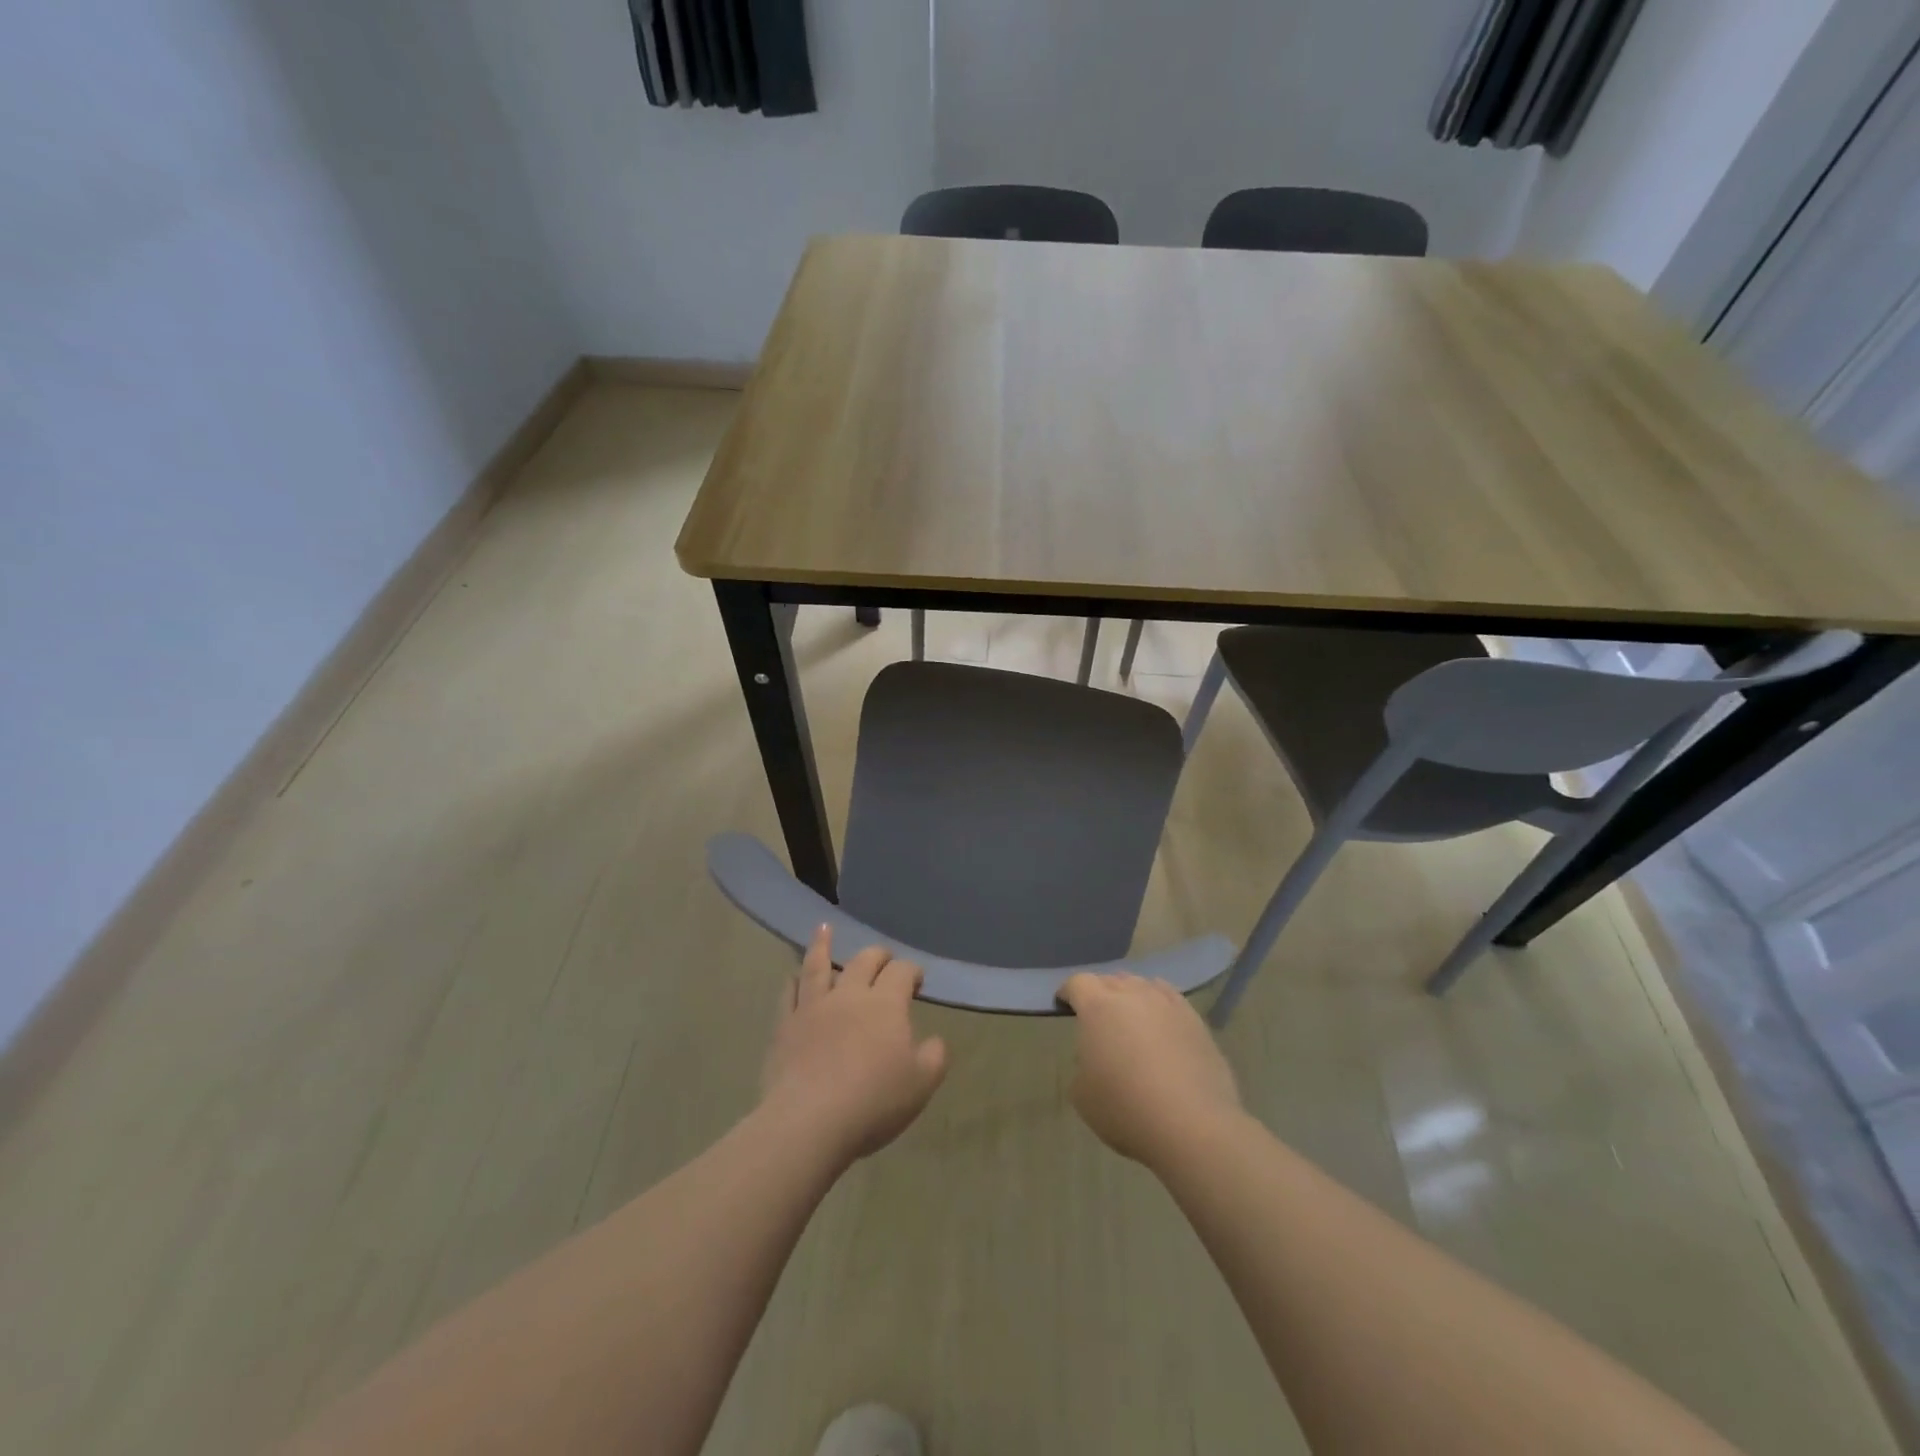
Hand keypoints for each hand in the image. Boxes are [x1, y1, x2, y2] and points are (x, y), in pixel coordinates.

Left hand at [760, 926, 948, 1164]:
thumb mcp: (922, 1083)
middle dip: (878, 955)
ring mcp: (813, 1007)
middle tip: (884, 959)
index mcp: (886, 1003)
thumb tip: (935, 1040)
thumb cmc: (873, 1102)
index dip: (912, 971)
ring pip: (818, 966)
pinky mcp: (785, 1026)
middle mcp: (849, 995)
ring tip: (824, 927)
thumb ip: (935, 1056)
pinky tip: (792, 976)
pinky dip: (793, 981)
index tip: (917, 981)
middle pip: (864, 961)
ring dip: (823, 945)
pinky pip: (789, 994)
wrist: (809, 1122)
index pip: (902, 971)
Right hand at [1058, 972, 1242, 1167]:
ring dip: (1130, 995)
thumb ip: (1082, 1065)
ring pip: (1142, 985)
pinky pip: (1170, 998)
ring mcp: (1167, 1004)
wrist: (1193, 1126)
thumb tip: (1097, 1057)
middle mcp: (1132, 995)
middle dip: (1099, 992)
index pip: (1078, 983)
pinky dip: (1159, 1003)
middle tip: (1097, 1016)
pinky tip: (1160, 1019)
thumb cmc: (1126, 1109)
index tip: (1064, 1004)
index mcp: (1098, 1007)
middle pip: (1110, 980)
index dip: (1068, 992)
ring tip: (1130, 1017)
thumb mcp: (1082, 1094)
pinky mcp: (1195, 1020)